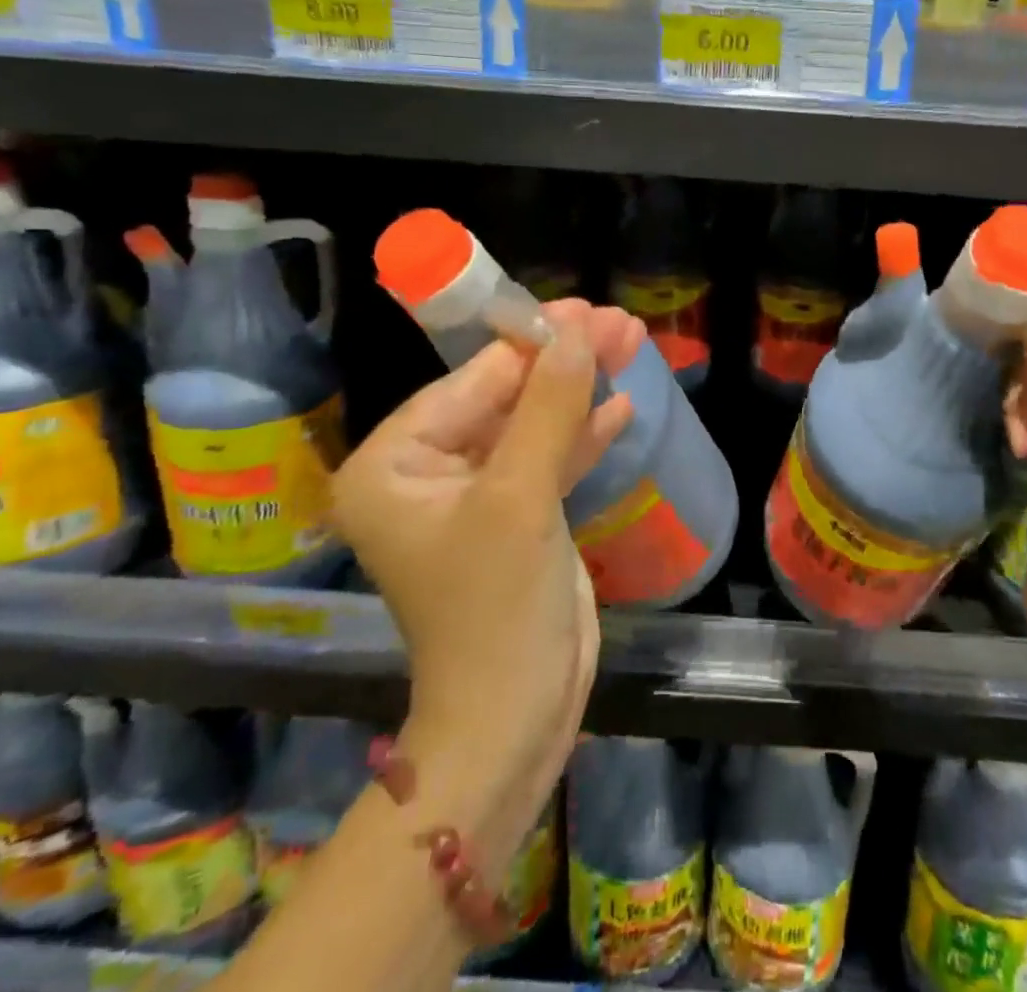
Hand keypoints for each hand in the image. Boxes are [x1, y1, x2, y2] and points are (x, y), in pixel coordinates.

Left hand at [330, 300, 643, 874]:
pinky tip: (620, 405)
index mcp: (394, 464)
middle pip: (505, 397)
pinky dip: (582, 434)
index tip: (586, 309)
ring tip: (632, 345)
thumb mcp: (520, 497)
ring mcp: (474, 496)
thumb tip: (577, 331)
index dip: (531, 341)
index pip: (470, 381)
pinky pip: (548, 459)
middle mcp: (425, 472)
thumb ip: (547, 407)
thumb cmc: (496, 608)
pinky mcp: (515, 518)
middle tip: (621, 323)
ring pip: (532, 424)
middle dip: (564, 362)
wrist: (514, 718)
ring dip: (581, 390)